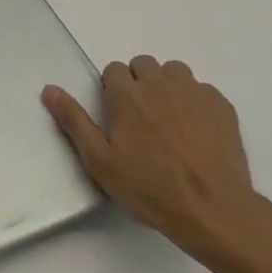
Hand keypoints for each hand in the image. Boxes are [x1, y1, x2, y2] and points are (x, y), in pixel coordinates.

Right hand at [43, 57, 271, 266]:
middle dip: (138, 82)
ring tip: (168, 119)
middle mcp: (160, 84)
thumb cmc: (148, 187)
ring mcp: (194, 93)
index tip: (116, 113)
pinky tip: (195, 130)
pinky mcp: (221, 106)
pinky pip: (202, 89)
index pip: (114, 69)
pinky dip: (194, 101)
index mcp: (127, 95)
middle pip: (144, 64)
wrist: (210, 209)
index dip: (112, 88)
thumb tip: (50, 89)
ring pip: (175, 71)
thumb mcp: (99, 160)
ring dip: (167, 85)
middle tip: (140, 116)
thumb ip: (74, 120)